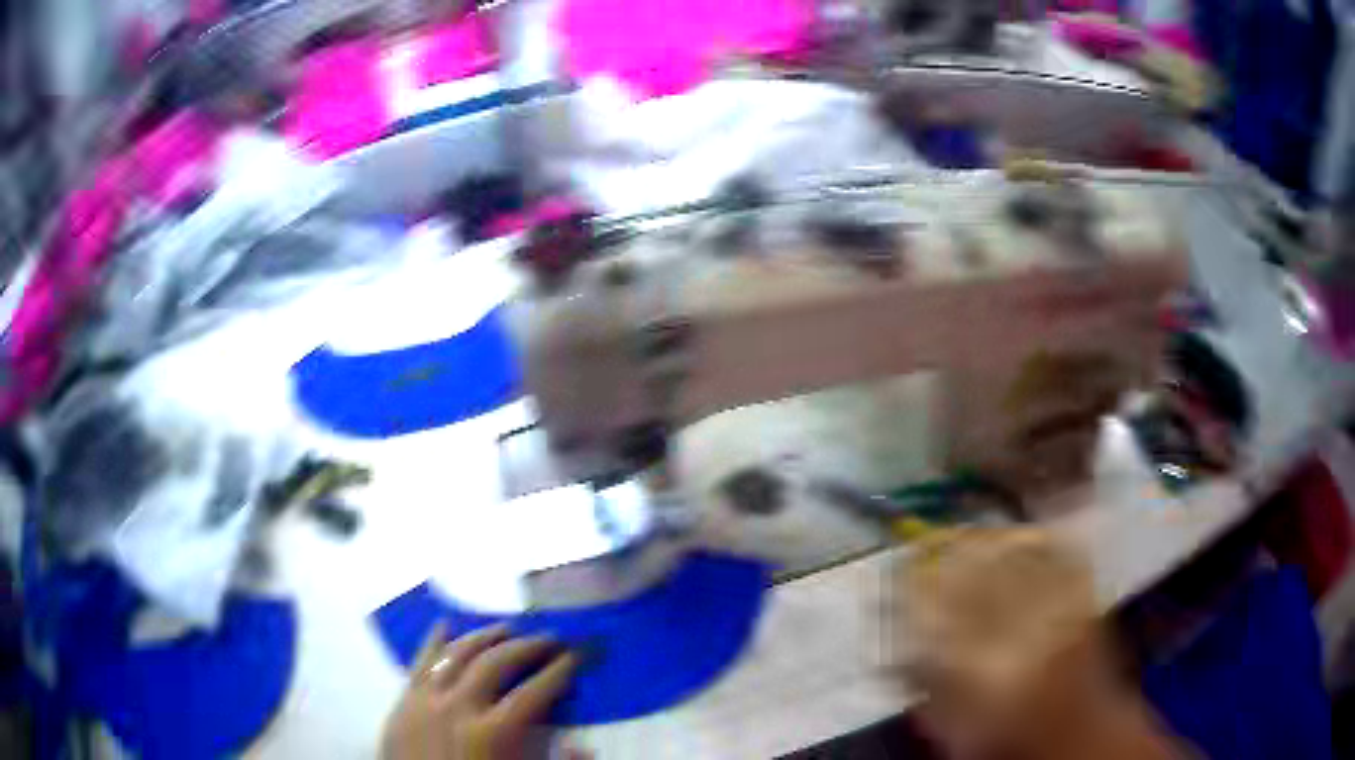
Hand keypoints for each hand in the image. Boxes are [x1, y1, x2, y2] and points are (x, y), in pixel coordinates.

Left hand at [382, 623, 579, 759]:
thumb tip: (583, 748)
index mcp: (492, 732)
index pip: (535, 691)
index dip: (560, 671)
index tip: (578, 655)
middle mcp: (457, 707)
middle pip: (496, 663)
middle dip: (527, 646)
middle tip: (550, 638)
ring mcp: (425, 700)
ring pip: (456, 654)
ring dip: (485, 637)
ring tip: (507, 628)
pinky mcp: (403, 702)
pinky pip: (419, 664)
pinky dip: (433, 642)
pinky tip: (445, 626)